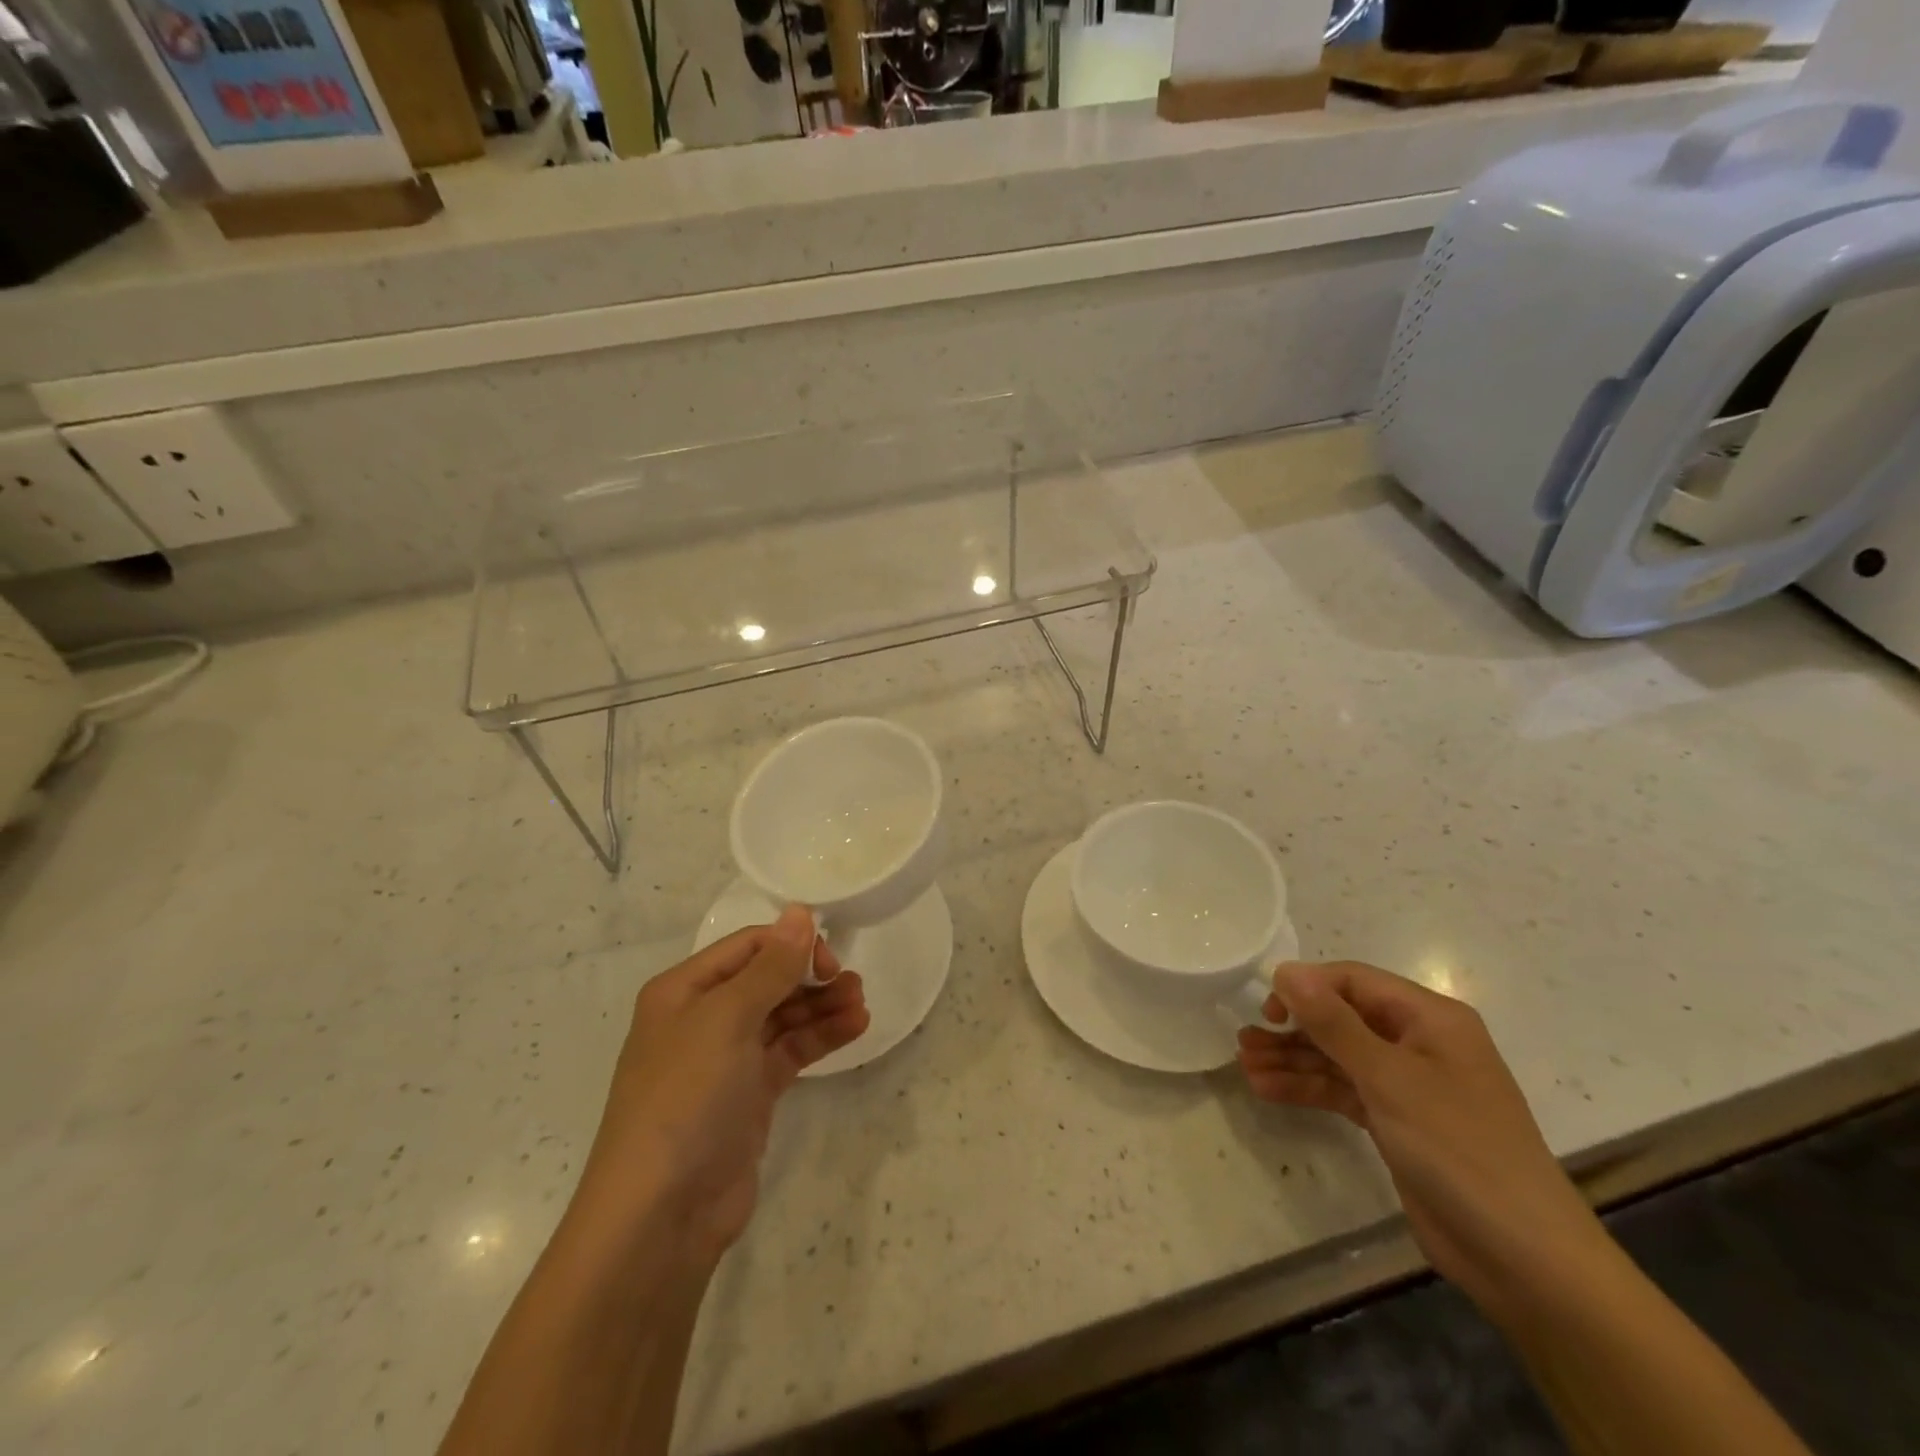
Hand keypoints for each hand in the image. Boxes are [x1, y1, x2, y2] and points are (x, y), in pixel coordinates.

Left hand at [571, 905, 869, 1263]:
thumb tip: (799, 912)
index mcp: (684, 991)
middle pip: (768, 979)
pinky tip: (855, 1027)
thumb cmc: (686, 1098)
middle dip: (810, 976)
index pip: (748, 947)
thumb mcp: (726, 1020)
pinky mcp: (750, 1094)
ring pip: (783, 1015)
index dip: (790, 945)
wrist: (660, 1215)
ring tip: (861, 1004)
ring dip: (822, 1005)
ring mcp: (727, 1059)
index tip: (828, 960)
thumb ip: (770, 966)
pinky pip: (790, 1051)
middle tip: (851, 982)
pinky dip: (820, 1037)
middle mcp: (704, 1018)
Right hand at [1238, 961, 1606, 1323]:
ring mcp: (1408, 1085)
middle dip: (1293, 1027)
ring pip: (1338, 1057)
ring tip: (1245, 1064)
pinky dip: (1309, 1089)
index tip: (1268, 1009)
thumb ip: (1333, 1022)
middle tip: (1245, 1039)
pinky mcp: (1397, 1123)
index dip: (1308, 988)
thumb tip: (1286, 969)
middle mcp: (1418, 1043)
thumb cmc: (1459, 1149)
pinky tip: (1268, 1090)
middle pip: (1342, 1019)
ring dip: (1293, 1059)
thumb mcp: (1389, 1078)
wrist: (1524, 1259)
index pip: (1354, 981)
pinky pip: (1344, 1091)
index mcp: (1430, 1018)